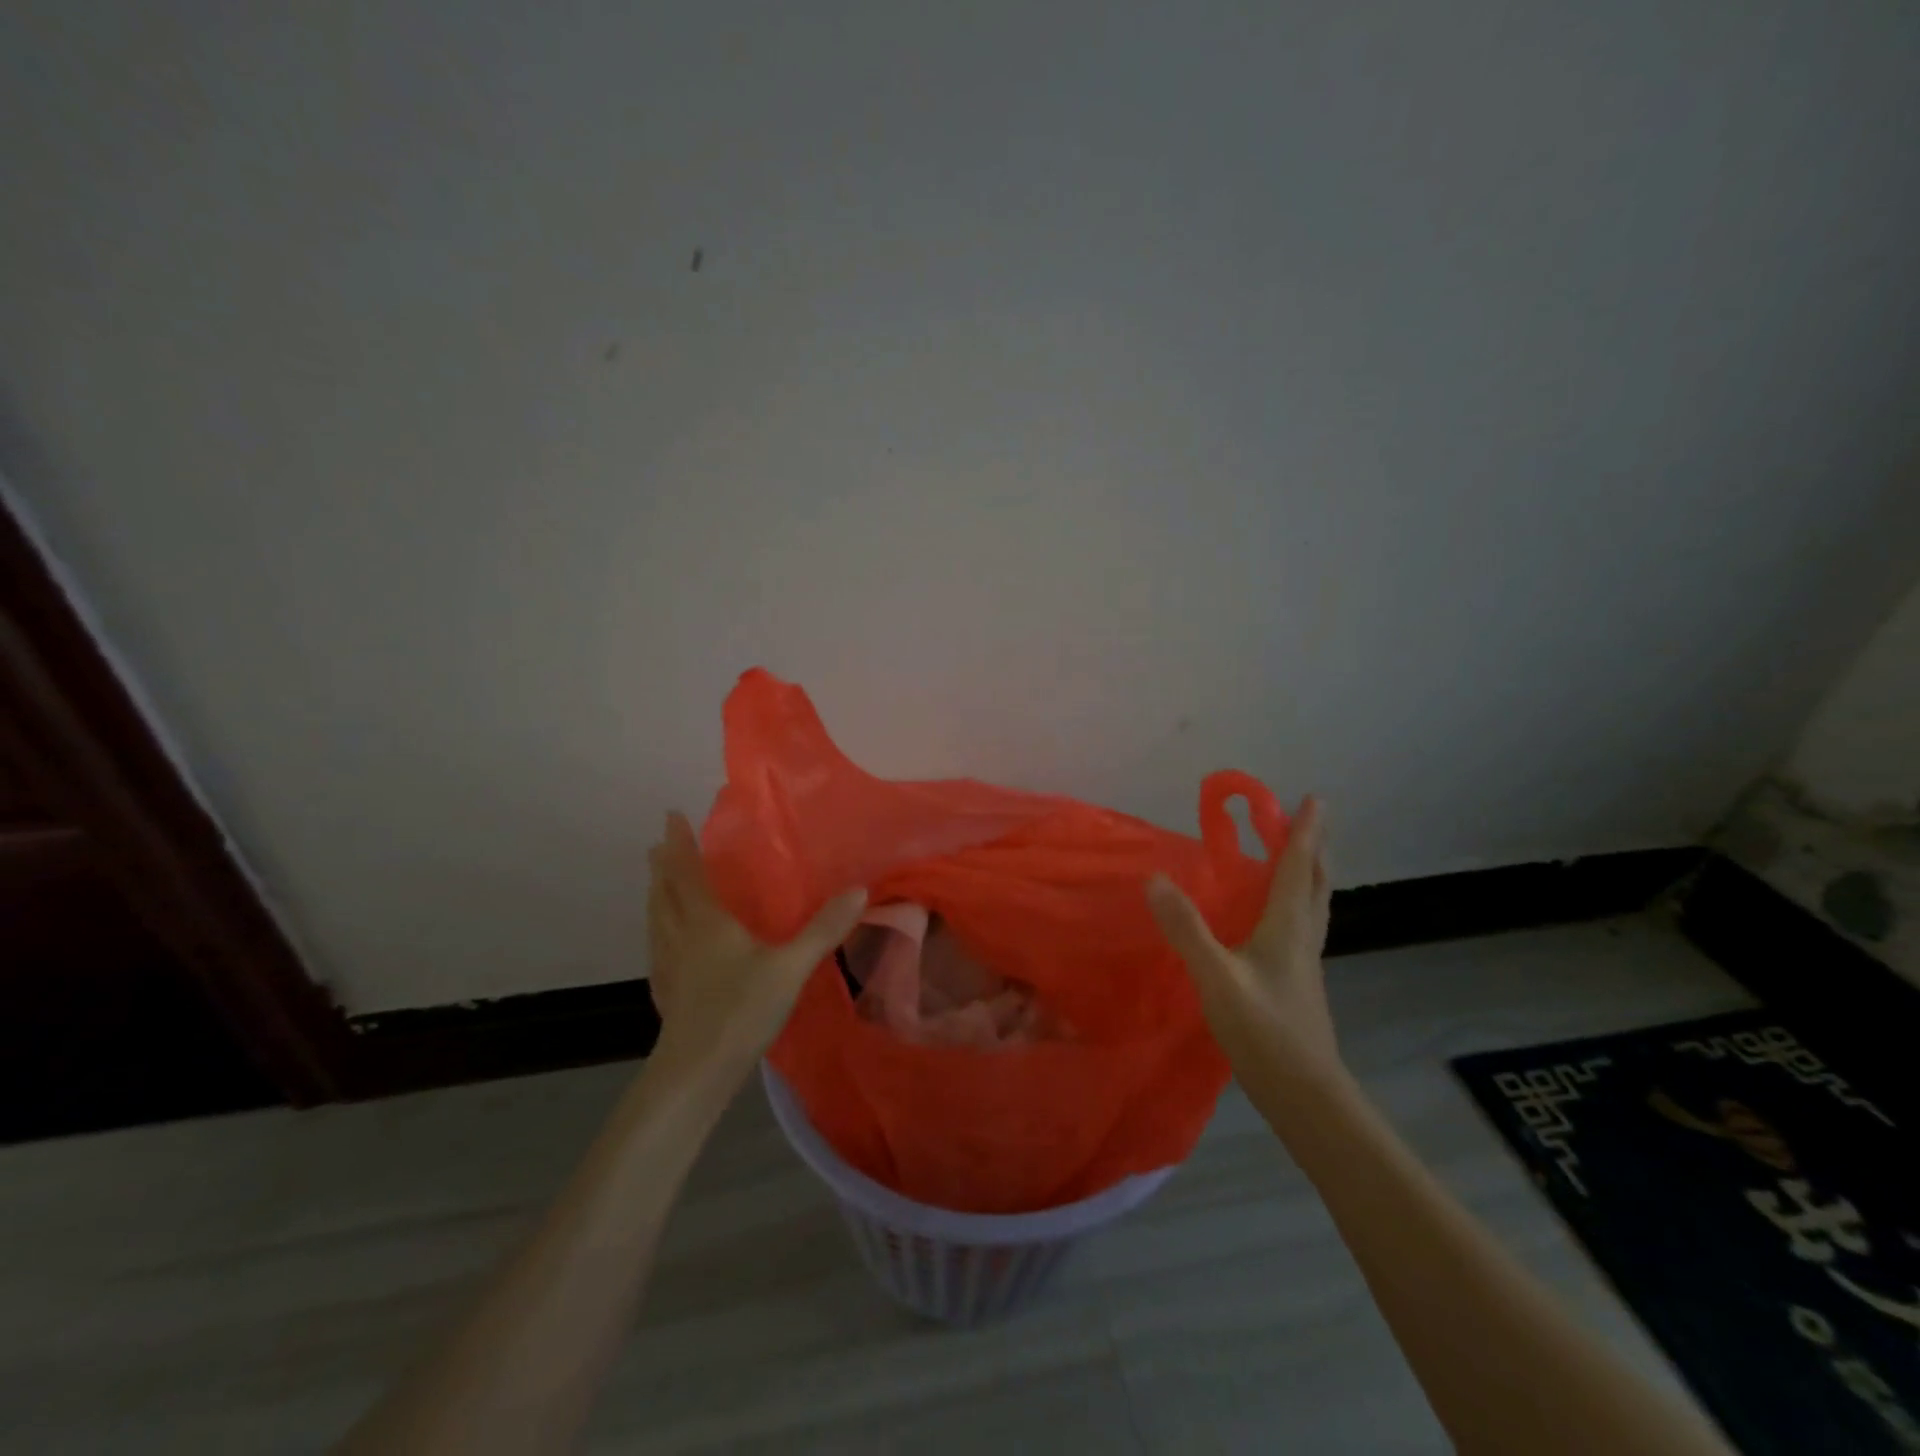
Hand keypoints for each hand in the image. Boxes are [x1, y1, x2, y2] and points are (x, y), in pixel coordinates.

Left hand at [647, 812, 866, 1085]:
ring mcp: (668, 968)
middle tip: (657, 846)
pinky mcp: (666, 994)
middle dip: (662, 867)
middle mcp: (681, 938)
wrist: (696, 1072)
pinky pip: (658, 949)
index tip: (670, 817)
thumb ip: (823, 930)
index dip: (680, 845)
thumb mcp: (791, 967)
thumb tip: (858, 890)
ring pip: (657, 921)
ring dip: (656, 897)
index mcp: (707, 924)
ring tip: (657, 887)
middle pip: (665, 894)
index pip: (688, 874)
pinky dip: (659, 932)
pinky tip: (665, 947)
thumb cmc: (741, 1010)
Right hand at [1147, 796, 1339, 1085]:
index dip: (1303, 832)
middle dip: (1313, 848)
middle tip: (1308, 820)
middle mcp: (1303, 938)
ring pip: (1314, 906)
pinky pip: (1303, 927)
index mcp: (1287, 928)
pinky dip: (1298, 904)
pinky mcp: (1300, 983)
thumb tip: (1155, 879)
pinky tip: (1279, 919)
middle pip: (1315, 883)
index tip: (1314, 799)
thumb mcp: (1216, 977)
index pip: (1296, 868)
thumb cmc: (1264, 1031)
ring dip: (1310, 874)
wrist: (1306, 1094)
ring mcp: (1305, 963)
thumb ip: (1187, 929)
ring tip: (1299, 858)